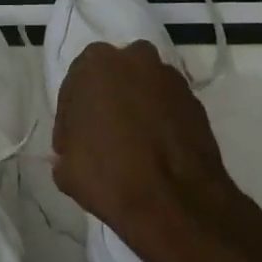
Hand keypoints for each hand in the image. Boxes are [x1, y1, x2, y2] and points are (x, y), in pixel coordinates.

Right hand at [51, 41, 252, 261]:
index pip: (73, 88)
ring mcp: (170, 79)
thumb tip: (71, 152)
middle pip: (111, 80)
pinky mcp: (195, 101)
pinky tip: (152, 150)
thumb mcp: (66, 169)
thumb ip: (66, 149)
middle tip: (98, 139)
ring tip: (128, 146)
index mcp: (95, 64)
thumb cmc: (109, 176)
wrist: (175, 202)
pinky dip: (157, 121)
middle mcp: (135, 59)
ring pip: (141, 90)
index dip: (70, 119)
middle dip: (104, 104)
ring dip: (132, 110)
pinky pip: (165, 107)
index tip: (70, 145)